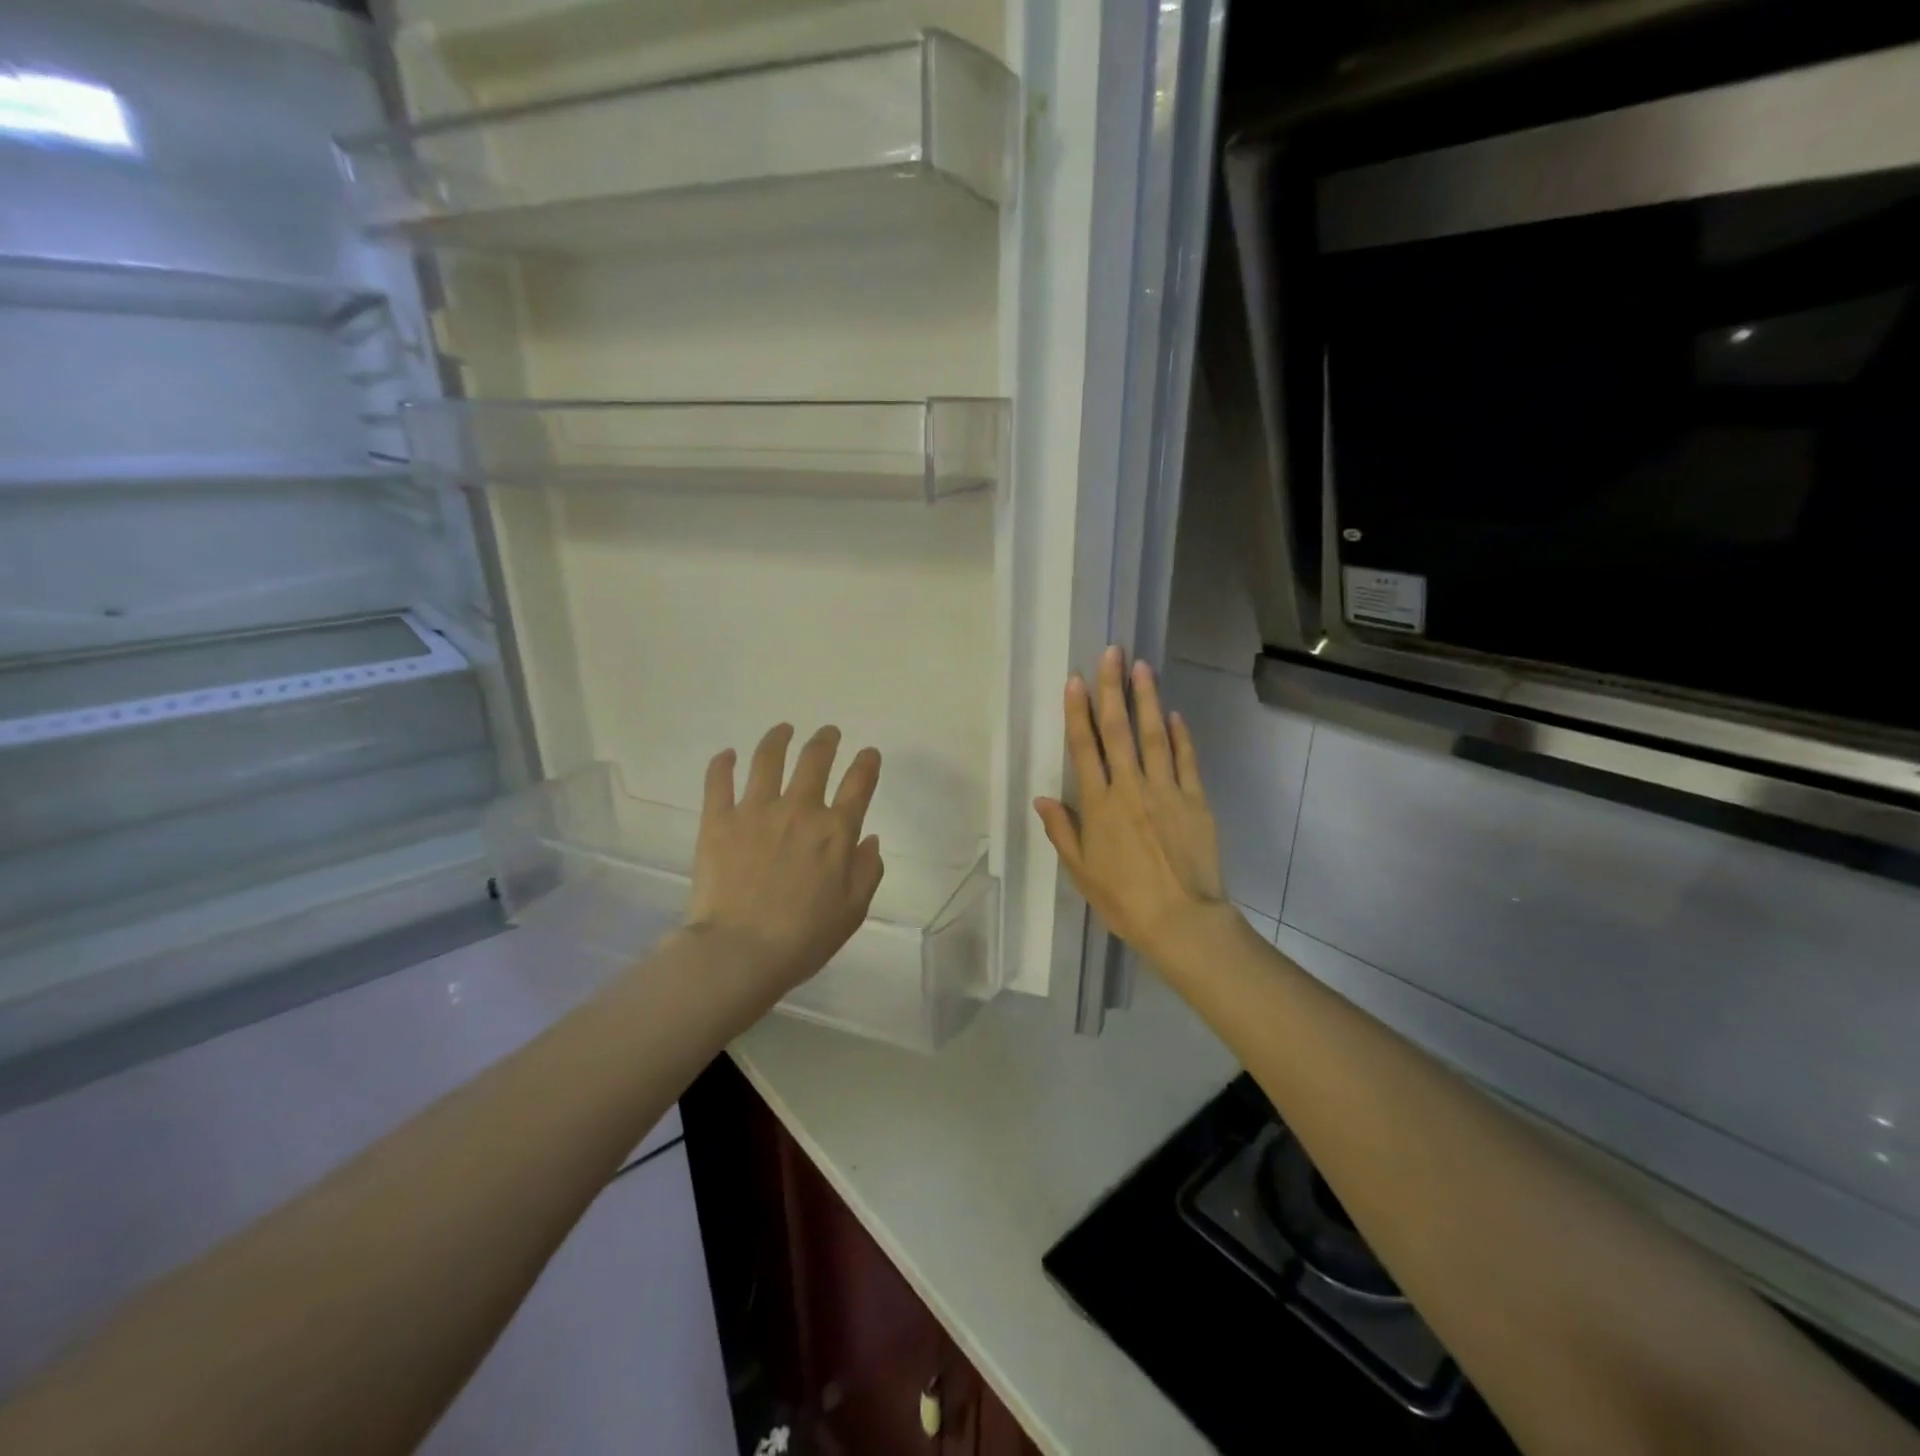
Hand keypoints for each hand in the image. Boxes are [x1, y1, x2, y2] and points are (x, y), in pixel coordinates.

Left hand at [684, 723, 884, 1001]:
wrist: (739, 952)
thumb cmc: (803, 937)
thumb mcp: (853, 910)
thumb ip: (868, 870)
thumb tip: (868, 839)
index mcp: (836, 831)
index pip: (859, 783)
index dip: (867, 763)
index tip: (868, 754)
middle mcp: (799, 809)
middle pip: (815, 759)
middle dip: (825, 740)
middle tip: (828, 733)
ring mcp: (755, 810)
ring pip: (768, 759)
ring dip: (778, 738)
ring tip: (783, 730)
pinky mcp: (718, 820)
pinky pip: (719, 781)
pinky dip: (723, 764)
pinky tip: (727, 755)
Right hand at [1034, 647, 1232, 967]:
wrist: (1181, 921)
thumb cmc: (1123, 900)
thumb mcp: (1081, 871)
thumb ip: (1062, 830)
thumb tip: (1042, 797)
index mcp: (1099, 805)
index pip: (1085, 747)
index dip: (1077, 711)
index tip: (1076, 679)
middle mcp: (1131, 788)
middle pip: (1118, 730)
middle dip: (1112, 689)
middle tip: (1113, 653)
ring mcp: (1166, 790)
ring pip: (1154, 735)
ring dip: (1147, 699)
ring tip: (1143, 667)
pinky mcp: (1195, 800)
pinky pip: (1186, 760)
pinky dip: (1181, 735)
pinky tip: (1174, 713)